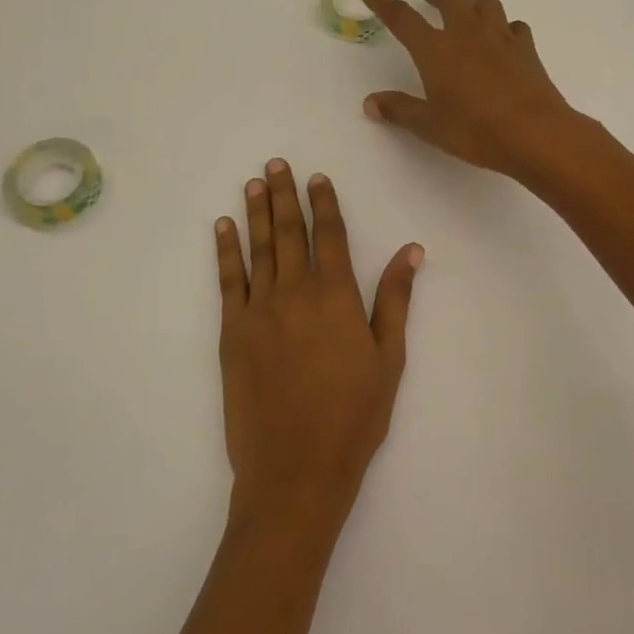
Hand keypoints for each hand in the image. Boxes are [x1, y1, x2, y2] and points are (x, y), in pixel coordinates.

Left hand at [215, 160, 422, 530]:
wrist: (296, 468)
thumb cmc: (354, 416)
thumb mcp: (389, 358)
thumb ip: (395, 299)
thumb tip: (411, 250)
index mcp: (336, 297)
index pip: (329, 235)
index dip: (323, 203)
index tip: (317, 177)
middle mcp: (295, 292)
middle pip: (289, 233)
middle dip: (283, 195)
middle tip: (275, 164)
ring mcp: (259, 311)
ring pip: (258, 249)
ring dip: (255, 213)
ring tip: (253, 184)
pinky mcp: (231, 333)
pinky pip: (228, 281)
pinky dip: (226, 251)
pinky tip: (223, 229)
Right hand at [362, 0, 582, 180]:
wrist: (534, 133)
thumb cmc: (475, 130)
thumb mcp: (429, 126)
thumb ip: (400, 110)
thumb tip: (371, 102)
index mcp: (436, 50)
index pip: (403, 18)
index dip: (384, 3)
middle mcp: (467, 33)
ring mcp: (500, 37)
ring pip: (485, 4)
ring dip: (472, 3)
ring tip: (466, 13)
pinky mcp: (526, 49)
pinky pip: (514, 26)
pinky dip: (504, 27)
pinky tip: (503, 39)